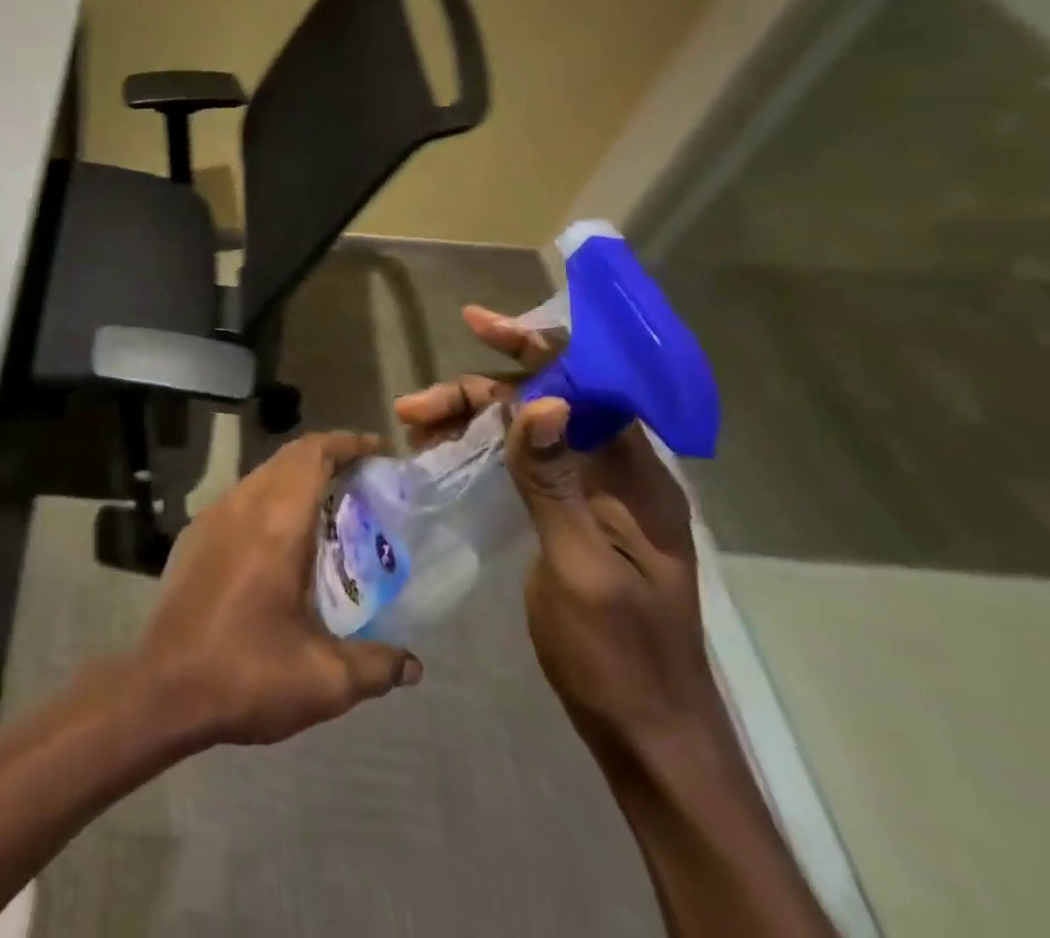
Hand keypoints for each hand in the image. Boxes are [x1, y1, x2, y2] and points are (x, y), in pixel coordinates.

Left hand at [134, 430, 422, 746]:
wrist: (162, 686)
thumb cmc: (246, 675)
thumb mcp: (324, 681)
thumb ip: (375, 666)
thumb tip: (412, 664)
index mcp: (274, 525)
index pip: (310, 455)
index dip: (344, 444)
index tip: (377, 451)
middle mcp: (240, 507)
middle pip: (286, 459)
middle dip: (326, 459)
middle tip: (364, 483)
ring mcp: (210, 519)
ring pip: (260, 477)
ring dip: (295, 480)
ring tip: (330, 511)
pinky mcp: (193, 537)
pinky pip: (239, 500)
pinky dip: (269, 501)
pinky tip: (283, 542)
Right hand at [395, 307, 721, 755]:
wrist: (646, 737)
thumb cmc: (618, 655)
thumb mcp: (581, 568)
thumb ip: (555, 483)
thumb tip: (540, 402)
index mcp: (637, 479)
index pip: (588, 387)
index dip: (537, 348)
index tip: (478, 323)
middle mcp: (617, 476)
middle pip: (545, 405)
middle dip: (478, 394)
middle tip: (414, 407)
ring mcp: (592, 498)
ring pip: (526, 432)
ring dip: (471, 420)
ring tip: (415, 427)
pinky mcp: (568, 519)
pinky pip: (521, 464)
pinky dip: (479, 450)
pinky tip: (442, 454)